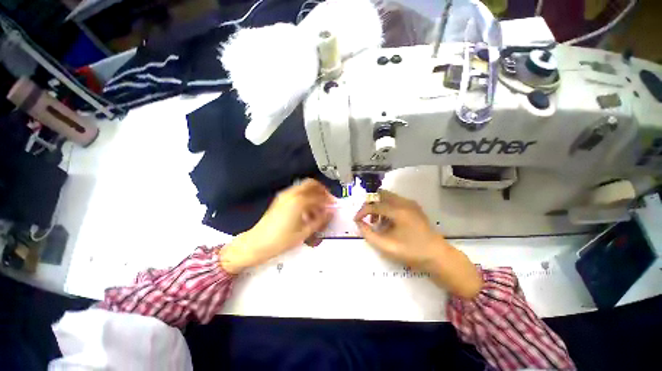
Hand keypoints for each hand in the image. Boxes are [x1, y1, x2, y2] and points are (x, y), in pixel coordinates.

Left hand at [221, 179, 334, 273]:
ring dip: (313, 193)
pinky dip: (305, 196)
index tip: (334, 205)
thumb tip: (330, 212)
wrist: (257, 243)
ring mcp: (285, 195)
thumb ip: (320, 220)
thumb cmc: (281, 240)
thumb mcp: (304, 232)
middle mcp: (292, 194)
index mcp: (299, 201)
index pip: (319, 196)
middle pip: (311, 183)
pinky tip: (307, 209)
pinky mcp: (280, 199)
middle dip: (322, 190)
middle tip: (328, 200)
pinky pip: (297, 192)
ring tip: (318, 207)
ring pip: (304, 187)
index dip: (329, 200)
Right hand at [354, 190, 441, 268]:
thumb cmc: (411, 252)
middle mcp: (404, 202)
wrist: (438, 256)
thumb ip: (369, 234)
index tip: (355, 220)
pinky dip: (387, 207)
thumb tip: (359, 223)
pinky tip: (388, 222)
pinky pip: (395, 201)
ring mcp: (410, 203)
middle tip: (366, 218)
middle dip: (370, 204)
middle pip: (380, 194)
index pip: (373, 205)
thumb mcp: (386, 246)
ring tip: (377, 222)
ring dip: (379, 205)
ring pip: (387, 197)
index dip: (362, 212)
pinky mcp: (414, 207)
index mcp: (398, 211)